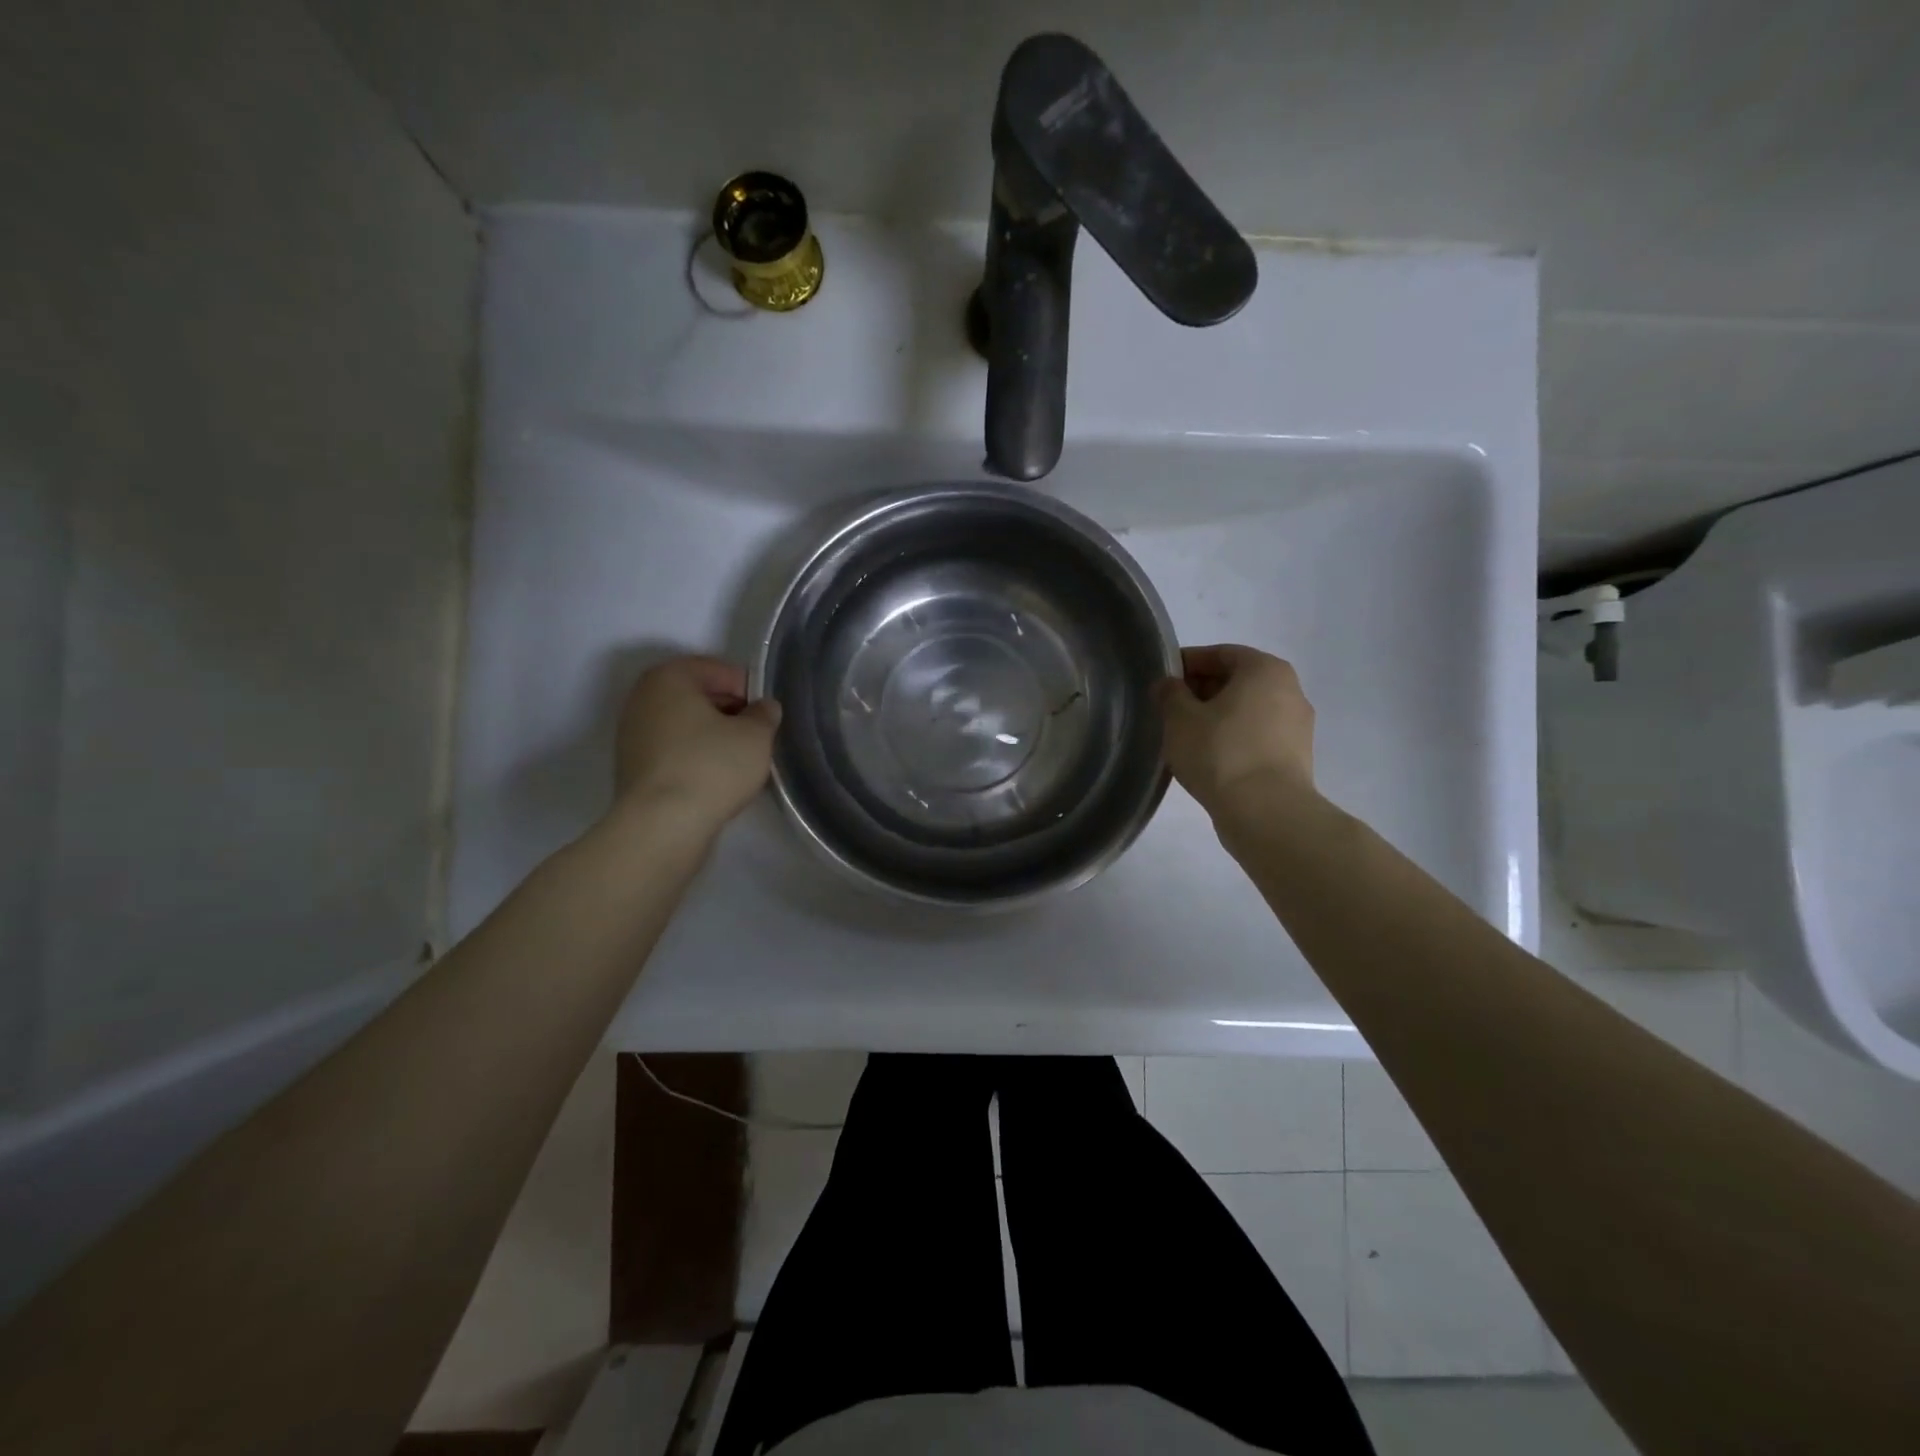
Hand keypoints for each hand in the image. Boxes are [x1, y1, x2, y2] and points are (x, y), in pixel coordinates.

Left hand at [613, 656, 780, 829]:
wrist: (662, 826)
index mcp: (669, 677)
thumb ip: (764, 714)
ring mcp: (632, 734)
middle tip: (758, 735)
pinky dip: (696, 756)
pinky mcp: (633, 767)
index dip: (750, 689)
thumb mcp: (756, 735)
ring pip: (686, 725)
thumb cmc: (711, 767)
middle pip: (698, 695)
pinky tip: (717, 777)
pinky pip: (674, 750)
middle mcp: (642, 698)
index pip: (719, 670)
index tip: (768, 714)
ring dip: (713, 736)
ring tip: (741, 759)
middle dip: (730, 711)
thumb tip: (763, 708)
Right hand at [1153, 644, 1317, 819]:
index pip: (1221, 653)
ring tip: (1185, 737)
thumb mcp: (1180, 718)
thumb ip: (1169, 694)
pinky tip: (1208, 758)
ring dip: (1216, 717)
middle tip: (1169, 710)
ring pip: (1246, 711)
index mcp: (1265, 670)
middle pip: (1237, 681)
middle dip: (1201, 691)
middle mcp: (1290, 690)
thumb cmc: (1221, 753)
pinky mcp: (1295, 758)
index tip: (1163, 681)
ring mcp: (1297, 727)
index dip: (1188, 663)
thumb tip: (1168, 685)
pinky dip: (1232, 739)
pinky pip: (1256, 736)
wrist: (1266, 813)